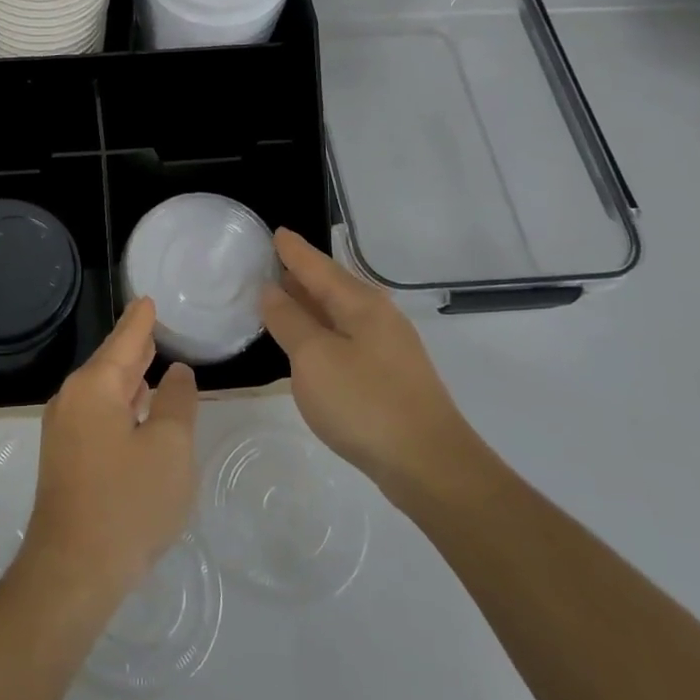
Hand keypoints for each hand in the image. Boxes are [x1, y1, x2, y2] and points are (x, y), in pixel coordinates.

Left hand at [16, 298, 197, 613]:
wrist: (72, 571)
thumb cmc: (128, 503)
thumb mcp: (170, 449)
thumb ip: (177, 403)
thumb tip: (177, 373)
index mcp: (94, 386)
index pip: (125, 340)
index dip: (141, 320)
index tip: (149, 299)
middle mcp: (72, 399)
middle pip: (110, 362)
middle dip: (134, 345)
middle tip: (155, 324)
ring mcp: (64, 430)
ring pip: (103, 390)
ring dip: (128, 376)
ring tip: (152, 359)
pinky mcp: (65, 458)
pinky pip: (98, 414)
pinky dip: (121, 403)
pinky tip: (137, 409)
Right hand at [260, 229, 482, 505]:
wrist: (430, 467)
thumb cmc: (366, 404)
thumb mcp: (314, 358)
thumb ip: (289, 321)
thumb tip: (271, 290)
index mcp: (360, 303)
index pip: (318, 266)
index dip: (293, 251)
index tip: (275, 232)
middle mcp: (377, 317)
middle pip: (332, 285)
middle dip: (302, 274)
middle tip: (269, 262)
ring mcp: (387, 348)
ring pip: (339, 313)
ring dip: (310, 304)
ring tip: (281, 297)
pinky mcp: (388, 377)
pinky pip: (345, 338)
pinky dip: (321, 331)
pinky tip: (308, 344)